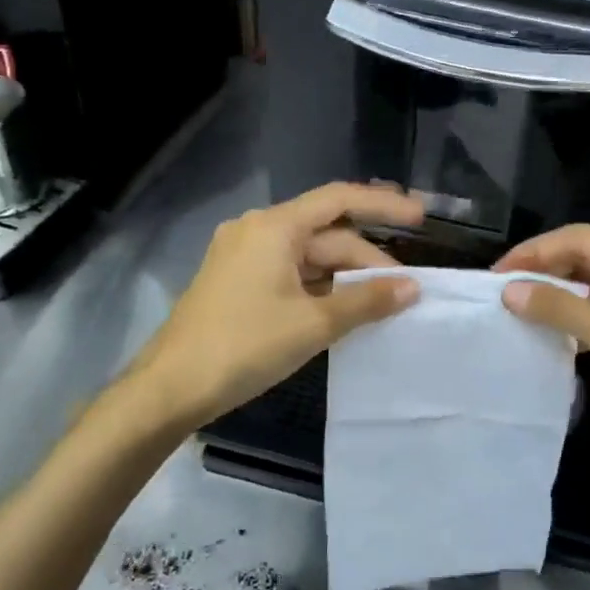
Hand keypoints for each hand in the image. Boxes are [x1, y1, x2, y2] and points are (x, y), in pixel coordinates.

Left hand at [131, 182, 423, 428]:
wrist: (169, 389)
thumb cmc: (243, 347)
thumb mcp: (313, 324)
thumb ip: (366, 301)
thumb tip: (412, 288)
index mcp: (274, 227)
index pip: (339, 200)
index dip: (383, 206)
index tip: (420, 217)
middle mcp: (258, 230)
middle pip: (326, 235)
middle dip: (367, 260)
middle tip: (406, 290)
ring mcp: (244, 257)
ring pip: (309, 257)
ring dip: (346, 277)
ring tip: (383, 302)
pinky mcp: (237, 282)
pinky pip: (291, 274)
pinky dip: (321, 288)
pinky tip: (345, 310)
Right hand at [495, 225, 589, 471]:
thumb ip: (560, 309)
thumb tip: (508, 291)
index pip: (579, 238)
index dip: (535, 253)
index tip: (497, 273)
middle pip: (587, 257)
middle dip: (546, 271)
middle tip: (503, 292)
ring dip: (561, 295)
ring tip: (520, 309)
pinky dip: (580, 316)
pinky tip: (554, 330)